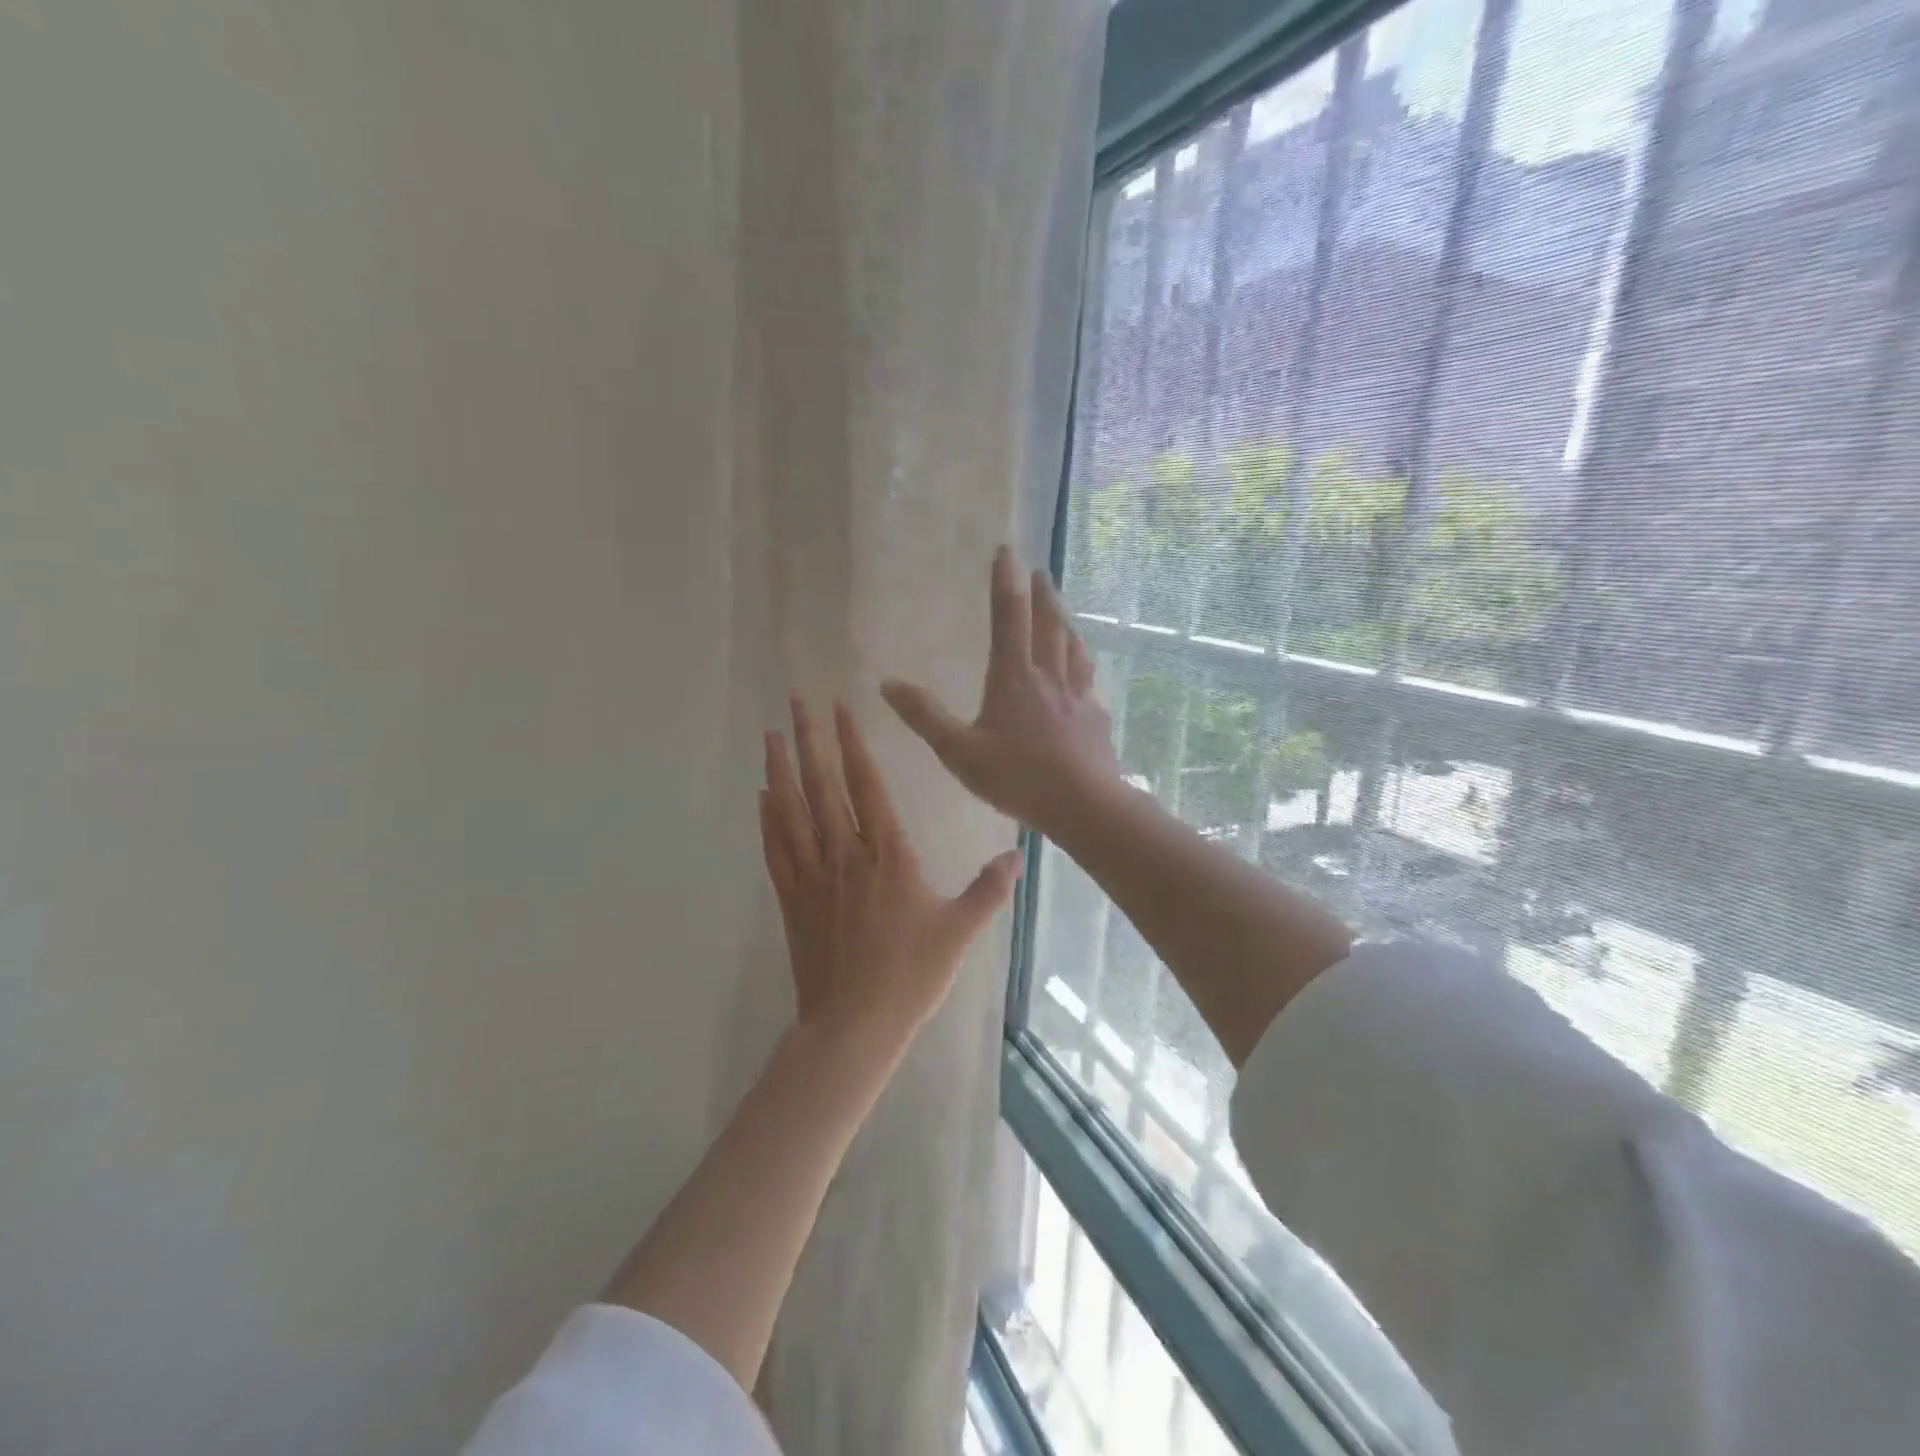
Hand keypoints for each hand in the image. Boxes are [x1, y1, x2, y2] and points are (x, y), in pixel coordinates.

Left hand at [759, 695, 1022, 1054]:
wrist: (854, 1025)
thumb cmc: (911, 976)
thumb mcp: (960, 931)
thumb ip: (988, 889)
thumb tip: (1018, 855)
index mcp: (888, 856)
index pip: (867, 786)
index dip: (852, 745)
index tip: (839, 708)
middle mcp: (846, 855)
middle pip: (822, 787)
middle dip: (809, 740)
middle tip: (794, 700)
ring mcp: (813, 876)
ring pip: (792, 812)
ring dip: (780, 769)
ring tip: (771, 734)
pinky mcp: (792, 900)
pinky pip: (776, 849)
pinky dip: (768, 818)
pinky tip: (762, 795)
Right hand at [881, 547, 1121, 838]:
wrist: (1083, 805)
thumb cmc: (1017, 776)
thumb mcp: (958, 751)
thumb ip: (925, 717)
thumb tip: (887, 683)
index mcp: (1013, 677)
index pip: (1008, 617)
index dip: (1005, 582)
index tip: (1007, 550)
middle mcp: (1048, 677)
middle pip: (1047, 625)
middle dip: (1041, 594)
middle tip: (1040, 571)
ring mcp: (1077, 697)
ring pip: (1072, 649)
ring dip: (1065, 623)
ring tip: (1063, 612)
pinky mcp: (1095, 720)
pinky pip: (1088, 682)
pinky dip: (1083, 667)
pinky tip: (1084, 676)